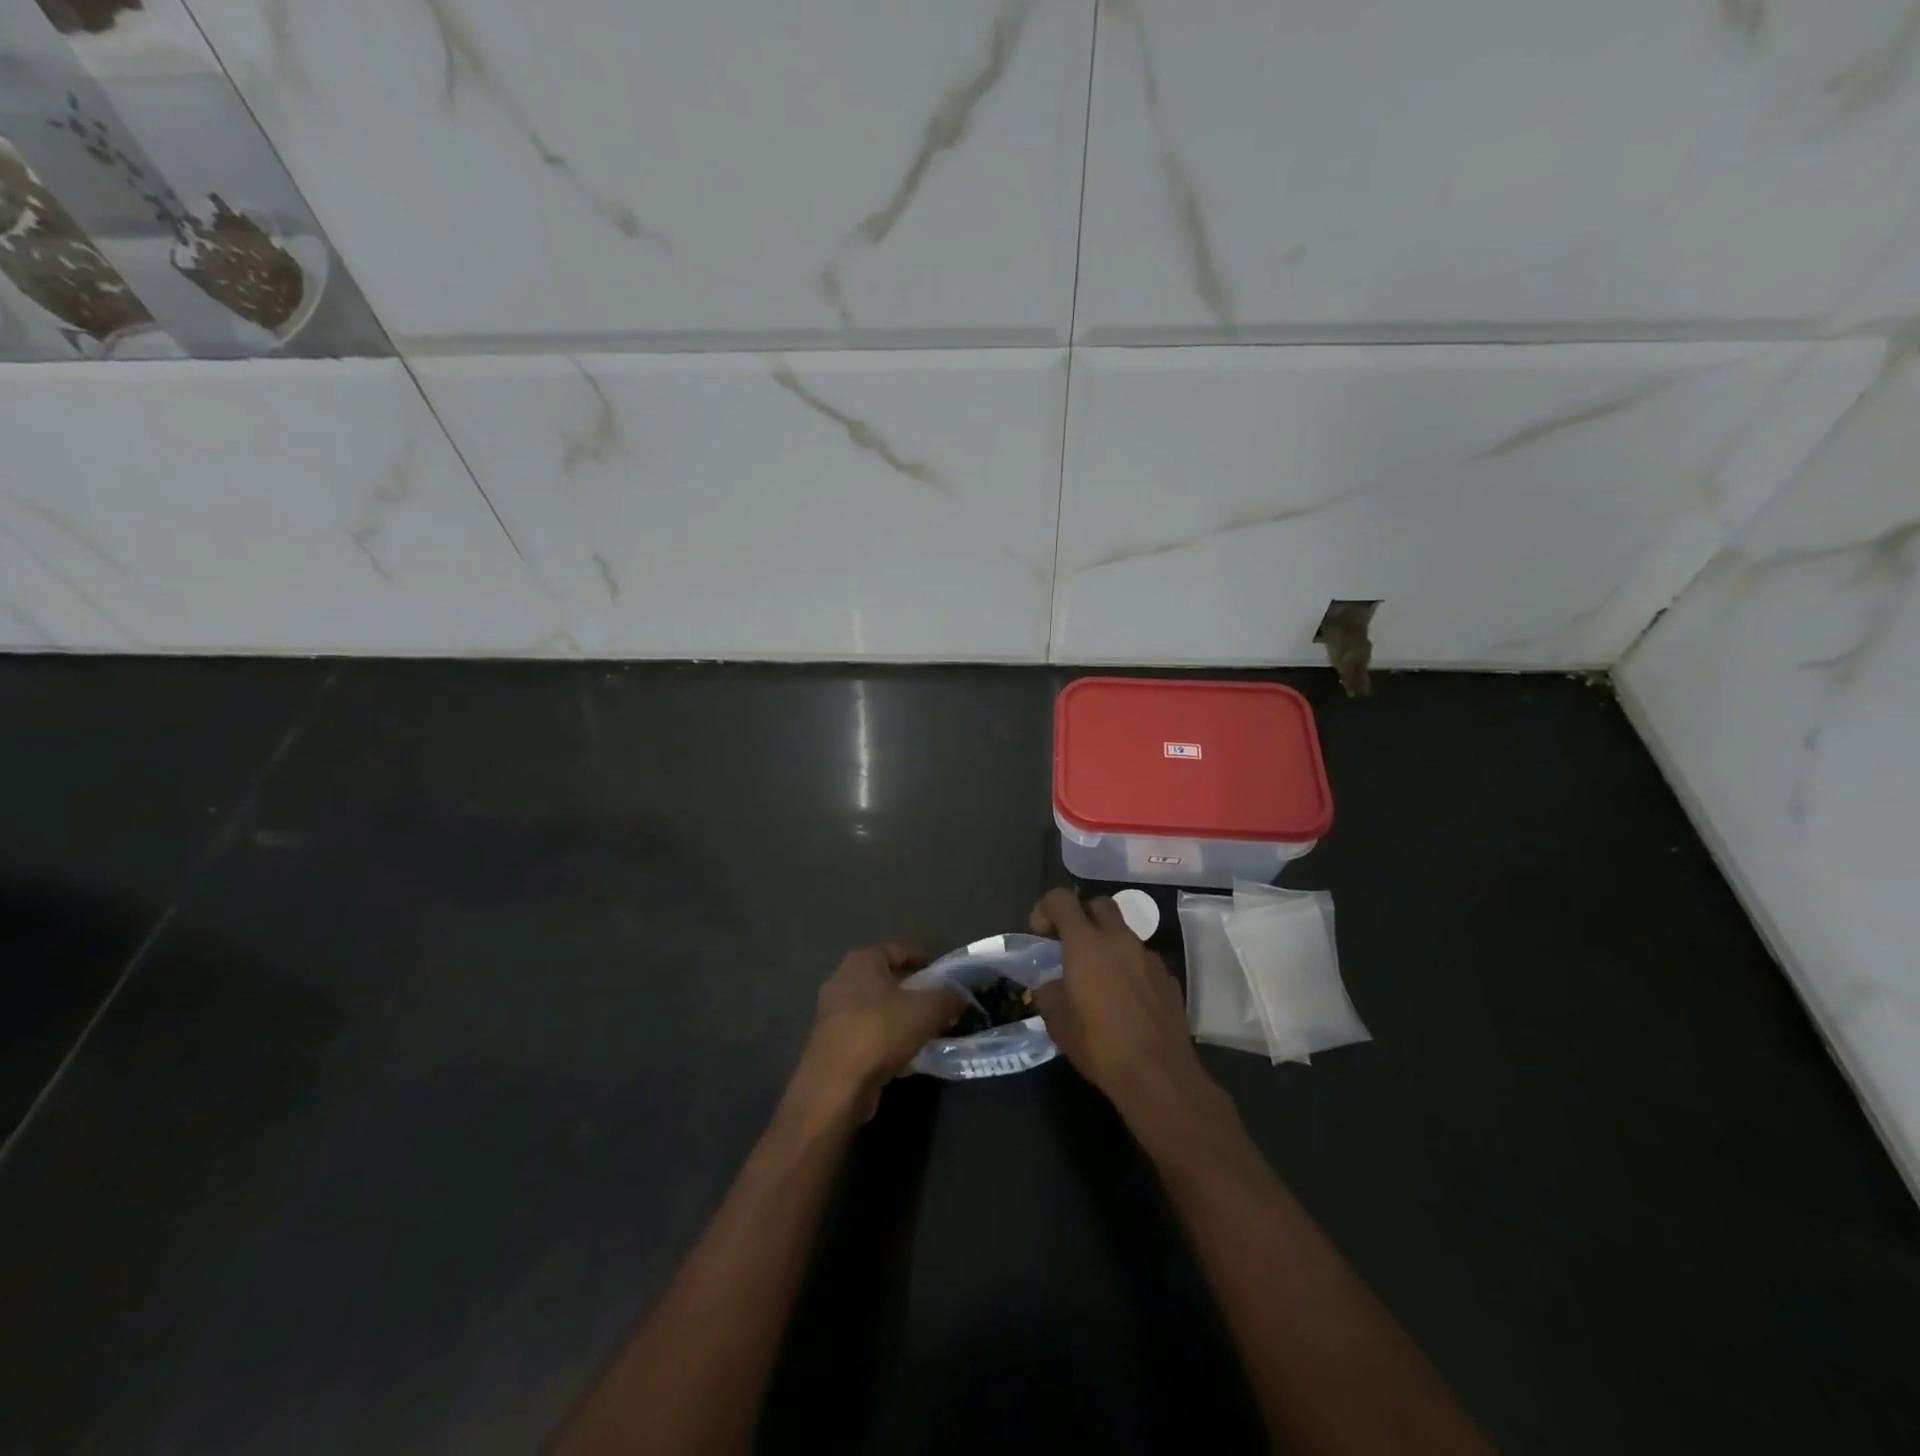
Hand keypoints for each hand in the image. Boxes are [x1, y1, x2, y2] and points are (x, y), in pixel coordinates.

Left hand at [791, 943, 962, 1121]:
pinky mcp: (832, 1042)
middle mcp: (842, 980)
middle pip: (888, 980)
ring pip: (878, 1008)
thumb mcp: (927, 1010)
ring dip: (902, 1018)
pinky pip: (868, 1033)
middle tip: (940, 1005)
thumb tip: (960, 997)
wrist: (836, 1085)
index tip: (947, 977)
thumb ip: (948, 997)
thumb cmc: (880, 1032)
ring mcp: (833, 1012)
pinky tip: (907, 1056)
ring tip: (928, 1032)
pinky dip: (887, 1039)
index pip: (900, 950)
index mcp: (862, 961)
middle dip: (915, 992)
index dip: (926, 961)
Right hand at [1030, 889, 1216, 1130]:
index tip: (1040, 933)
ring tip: (1098, 979)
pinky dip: (1128, 967)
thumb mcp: (1058, 1022)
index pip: (1061, 900)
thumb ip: (1050, 993)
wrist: (1158, 1075)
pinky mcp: (1168, 978)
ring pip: (1123, 933)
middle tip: (1070, 945)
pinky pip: (1142, 959)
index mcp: (1086, 944)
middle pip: (1099, 905)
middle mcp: (1119, 940)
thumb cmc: (1099, 1045)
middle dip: (1081, 916)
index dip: (1046, 908)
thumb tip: (1054, 985)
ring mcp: (1148, 957)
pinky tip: (1125, 1000)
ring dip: (1107, 944)